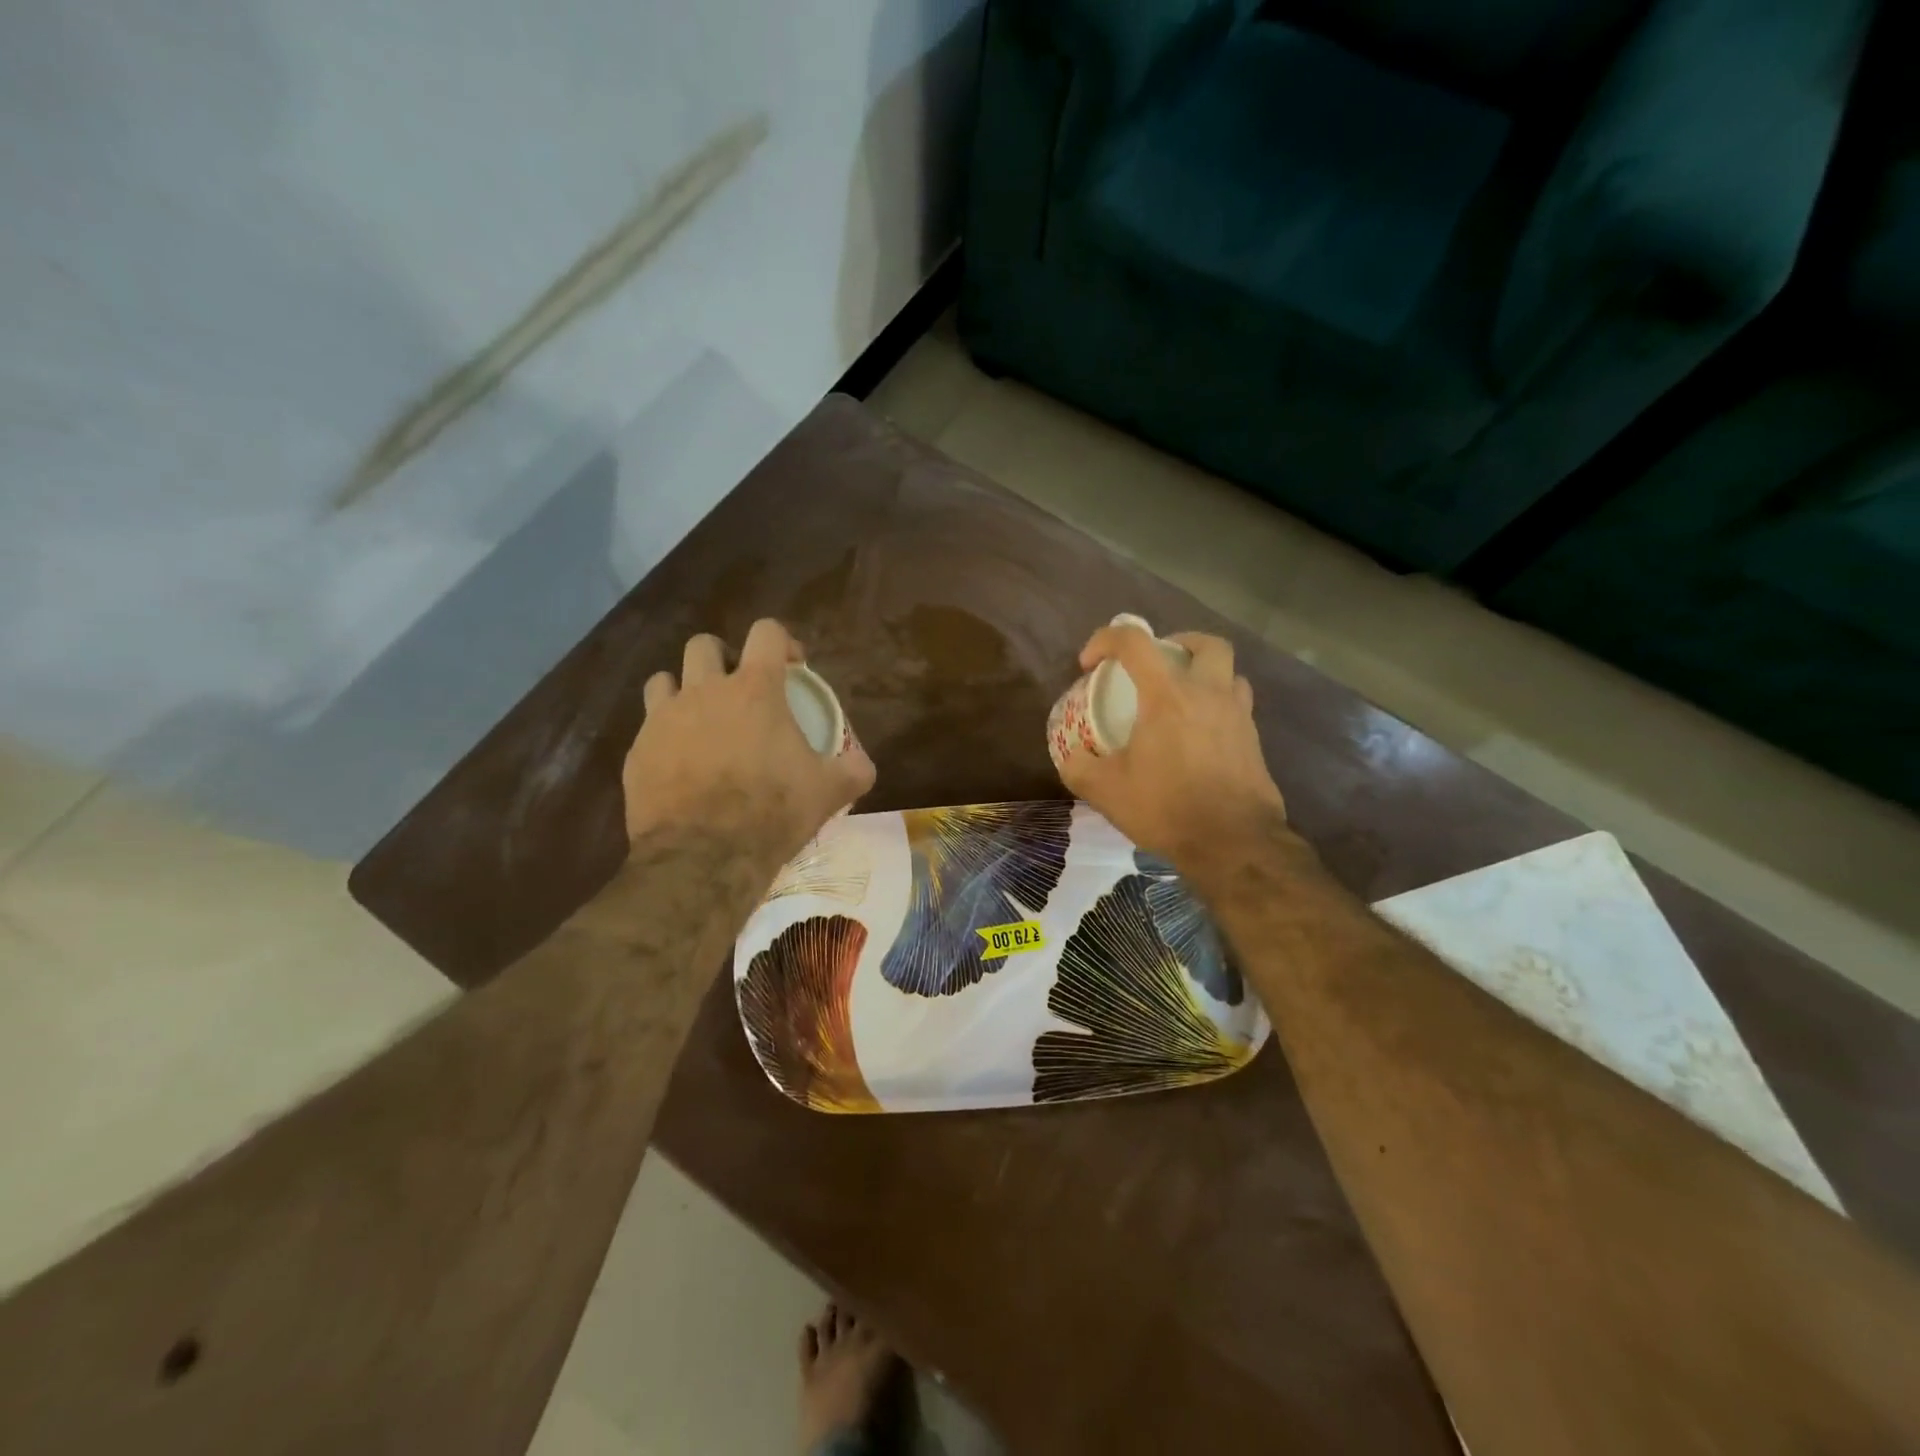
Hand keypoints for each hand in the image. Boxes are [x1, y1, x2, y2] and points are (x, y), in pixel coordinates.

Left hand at [623, 620, 874, 866]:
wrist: (703, 857)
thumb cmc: (772, 812)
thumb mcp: (828, 792)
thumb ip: (853, 771)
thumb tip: (862, 765)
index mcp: (754, 690)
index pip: (765, 632)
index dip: (781, 641)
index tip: (792, 667)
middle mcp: (704, 691)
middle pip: (704, 645)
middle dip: (723, 658)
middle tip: (739, 691)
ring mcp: (662, 719)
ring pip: (664, 679)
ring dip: (684, 690)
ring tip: (701, 720)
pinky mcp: (637, 751)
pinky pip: (648, 728)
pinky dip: (665, 736)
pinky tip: (680, 765)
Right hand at [1058, 624, 1286, 864]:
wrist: (1234, 843)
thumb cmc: (1167, 808)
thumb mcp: (1106, 791)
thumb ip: (1079, 768)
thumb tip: (1072, 758)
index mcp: (1168, 695)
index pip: (1135, 642)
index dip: (1105, 640)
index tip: (1089, 664)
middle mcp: (1209, 694)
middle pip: (1206, 644)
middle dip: (1177, 643)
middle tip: (1157, 664)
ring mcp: (1239, 717)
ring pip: (1230, 674)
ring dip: (1205, 675)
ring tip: (1183, 699)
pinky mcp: (1255, 742)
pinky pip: (1238, 708)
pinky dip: (1218, 709)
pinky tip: (1199, 737)